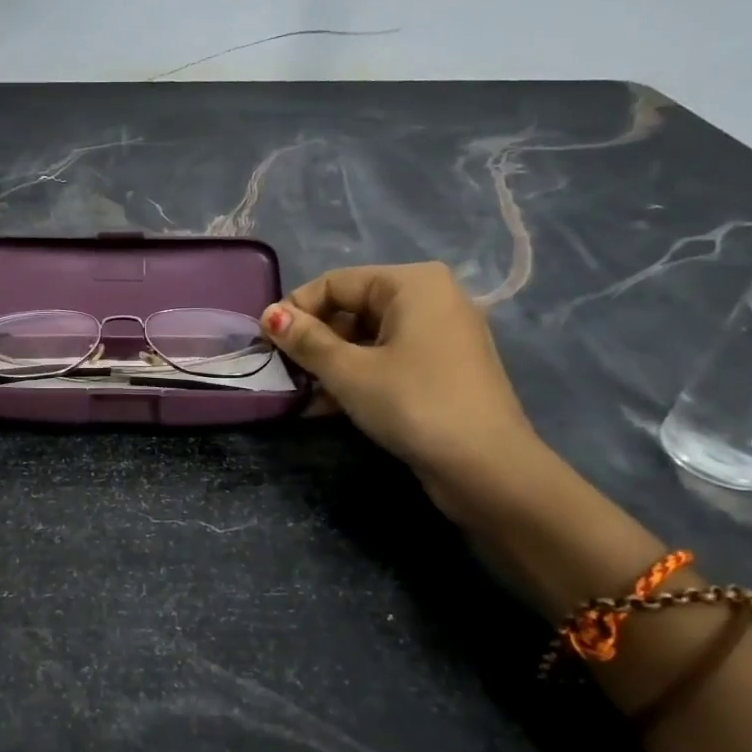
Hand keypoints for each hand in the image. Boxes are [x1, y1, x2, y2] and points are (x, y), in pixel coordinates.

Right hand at [261, 263, 543, 514]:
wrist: (486, 468)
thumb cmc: (413, 405)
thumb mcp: (349, 372)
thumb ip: (306, 340)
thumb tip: (268, 315)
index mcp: (412, 283)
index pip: (335, 283)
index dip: (296, 310)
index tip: (265, 344)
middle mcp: (430, 298)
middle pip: (352, 308)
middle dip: (314, 341)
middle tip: (283, 372)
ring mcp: (440, 335)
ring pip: (368, 338)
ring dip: (330, 364)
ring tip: (300, 394)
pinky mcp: (442, 369)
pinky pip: (388, 360)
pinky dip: (357, 377)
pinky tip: (326, 406)